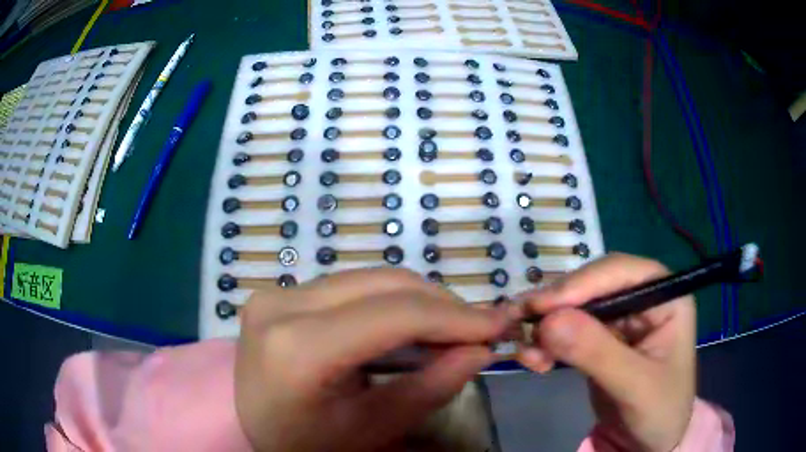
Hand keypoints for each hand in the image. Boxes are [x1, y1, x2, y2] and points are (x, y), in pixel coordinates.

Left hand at [234, 268, 509, 451]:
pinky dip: (388, 301)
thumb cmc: (306, 443)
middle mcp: (281, 305)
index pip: (393, 315)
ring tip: (447, 331)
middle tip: (477, 330)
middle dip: (440, 305)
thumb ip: (429, 388)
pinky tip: (407, 326)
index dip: (455, 317)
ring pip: (369, 279)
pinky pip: (350, 286)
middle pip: (383, 284)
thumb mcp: (370, 429)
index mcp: (297, 349)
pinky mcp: (279, 293)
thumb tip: (480, 351)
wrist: (247, 429)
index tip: (497, 325)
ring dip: (417, 301)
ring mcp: (276, 293)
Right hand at [515, 254, 695, 451]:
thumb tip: (548, 322)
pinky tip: (534, 360)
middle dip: (556, 306)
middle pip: (593, 285)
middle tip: (518, 324)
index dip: (581, 284)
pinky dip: (547, 342)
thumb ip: (598, 354)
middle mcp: (642, 299)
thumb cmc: (660, 411)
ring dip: (546, 325)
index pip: (621, 273)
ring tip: (526, 352)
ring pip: (576, 307)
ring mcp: (620, 319)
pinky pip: (568, 330)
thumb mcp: (635, 386)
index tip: (540, 307)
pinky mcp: (600, 340)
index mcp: (665, 297)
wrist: (649, 441)